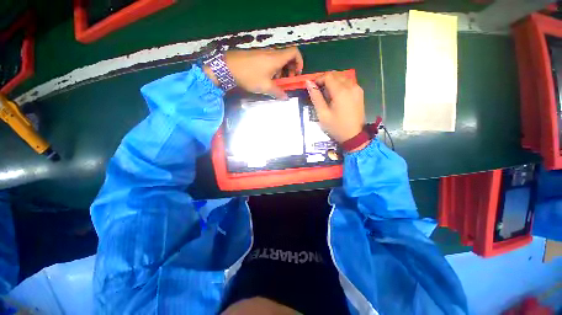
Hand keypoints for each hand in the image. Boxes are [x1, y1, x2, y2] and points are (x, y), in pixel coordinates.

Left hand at [204, 47, 303, 98]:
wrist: (228, 67)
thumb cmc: (250, 76)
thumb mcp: (265, 86)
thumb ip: (278, 92)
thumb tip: (286, 98)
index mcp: (277, 58)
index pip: (295, 53)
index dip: (299, 62)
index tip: (296, 74)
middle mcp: (272, 53)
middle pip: (287, 58)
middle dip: (290, 70)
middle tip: (286, 82)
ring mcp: (263, 54)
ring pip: (278, 60)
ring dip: (281, 71)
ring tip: (275, 83)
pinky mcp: (256, 56)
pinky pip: (269, 61)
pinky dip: (272, 70)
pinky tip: (266, 79)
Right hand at [306, 72, 365, 146]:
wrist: (354, 136)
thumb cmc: (336, 127)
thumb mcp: (323, 114)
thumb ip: (316, 97)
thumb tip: (308, 83)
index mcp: (341, 91)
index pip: (328, 76)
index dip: (318, 79)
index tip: (312, 88)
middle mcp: (351, 86)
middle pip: (335, 75)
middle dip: (325, 80)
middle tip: (318, 91)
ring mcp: (357, 89)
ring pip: (342, 77)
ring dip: (332, 82)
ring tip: (326, 93)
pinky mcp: (360, 93)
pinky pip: (348, 83)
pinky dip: (340, 85)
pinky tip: (335, 95)